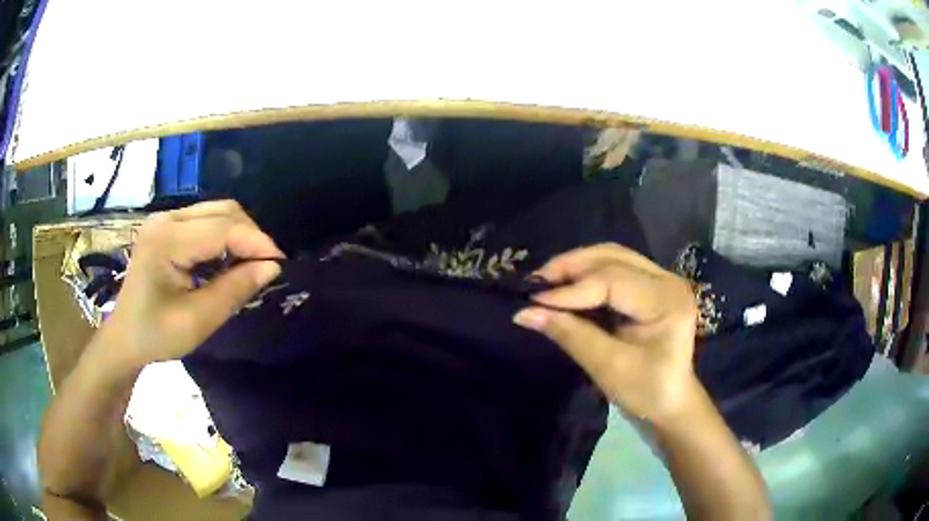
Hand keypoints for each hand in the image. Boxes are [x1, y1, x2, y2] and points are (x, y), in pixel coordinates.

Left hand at [105, 200, 282, 367]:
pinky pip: (205, 220)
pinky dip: (224, 236)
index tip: (281, 264)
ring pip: (216, 211)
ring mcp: (164, 219)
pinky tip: (227, 259)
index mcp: (166, 241)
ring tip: (250, 264)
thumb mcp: (197, 321)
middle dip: (251, 235)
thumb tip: (271, 268)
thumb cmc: (156, 335)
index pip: (222, 229)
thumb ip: (233, 291)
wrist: (125, 337)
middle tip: (267, 266)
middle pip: (222, 210)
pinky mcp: (166, 226)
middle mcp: (165, 219)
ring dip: (239, 234)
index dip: (256, 242)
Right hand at [514, 243, 698, 421]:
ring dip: (578, 265)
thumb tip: (525, 313)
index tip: (533, 299)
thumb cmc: (646, 391)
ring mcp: (662, 279)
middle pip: (613, 257)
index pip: (612, 281)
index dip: (571, 289)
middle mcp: (668, 280)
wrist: (672, 401)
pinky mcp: (652, 285)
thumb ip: (570, 334)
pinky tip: (567, 285)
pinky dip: (588, 273)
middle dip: (571, 266)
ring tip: (547, 281)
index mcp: (666, 302)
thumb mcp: (607, 367)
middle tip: (536, 282)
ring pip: (613, 256)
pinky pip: (616, 268)